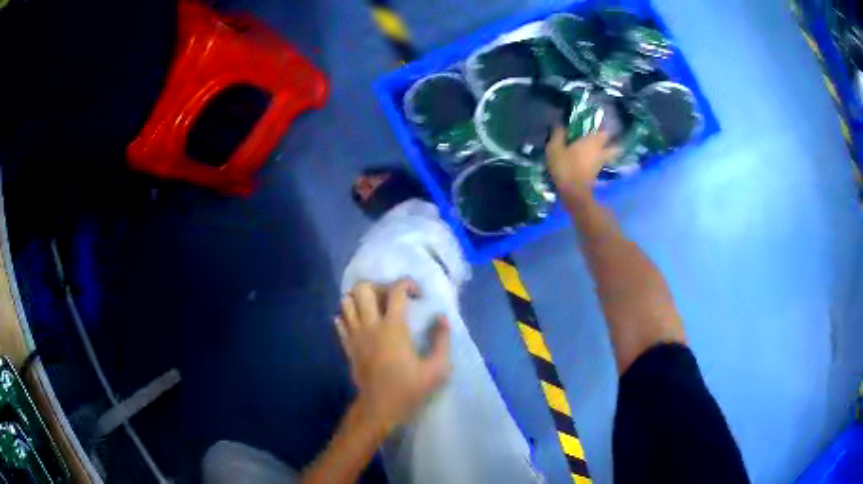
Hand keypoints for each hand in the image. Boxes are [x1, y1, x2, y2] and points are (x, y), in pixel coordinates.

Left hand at [336, 279, 451, 434]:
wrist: (379, 407)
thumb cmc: (409, 388)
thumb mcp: (437, 368)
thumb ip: (442, 340)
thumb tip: (442, 317)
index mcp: (393, 328)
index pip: (396, 290)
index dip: (408, 283)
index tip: (418, 294)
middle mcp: (370, 325)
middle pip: (363, 289)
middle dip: (378, 286)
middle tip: (391, 298)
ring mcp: (355, 335)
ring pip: (346, 301)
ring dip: (359, 299)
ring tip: (374, 308)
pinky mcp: (347, 346)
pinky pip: (339, 321)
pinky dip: (348, 316)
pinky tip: (360, 324)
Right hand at [546, 127, 618, 200]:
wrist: (573, 192)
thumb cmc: (565, 166)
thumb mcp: (555, 148)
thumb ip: (558, 134)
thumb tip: (560, 124)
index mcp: (592, 141)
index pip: (604, 132)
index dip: (602, 128)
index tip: (597, 126)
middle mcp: (600, 152)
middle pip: (614, 147)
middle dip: (611, 143)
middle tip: (601, 140)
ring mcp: (600, 165)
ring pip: (607, 156)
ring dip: (604, 153)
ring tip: (594, 151)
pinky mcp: (596, 175)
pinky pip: (600, 165)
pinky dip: (597, 162)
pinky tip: (588, 162)